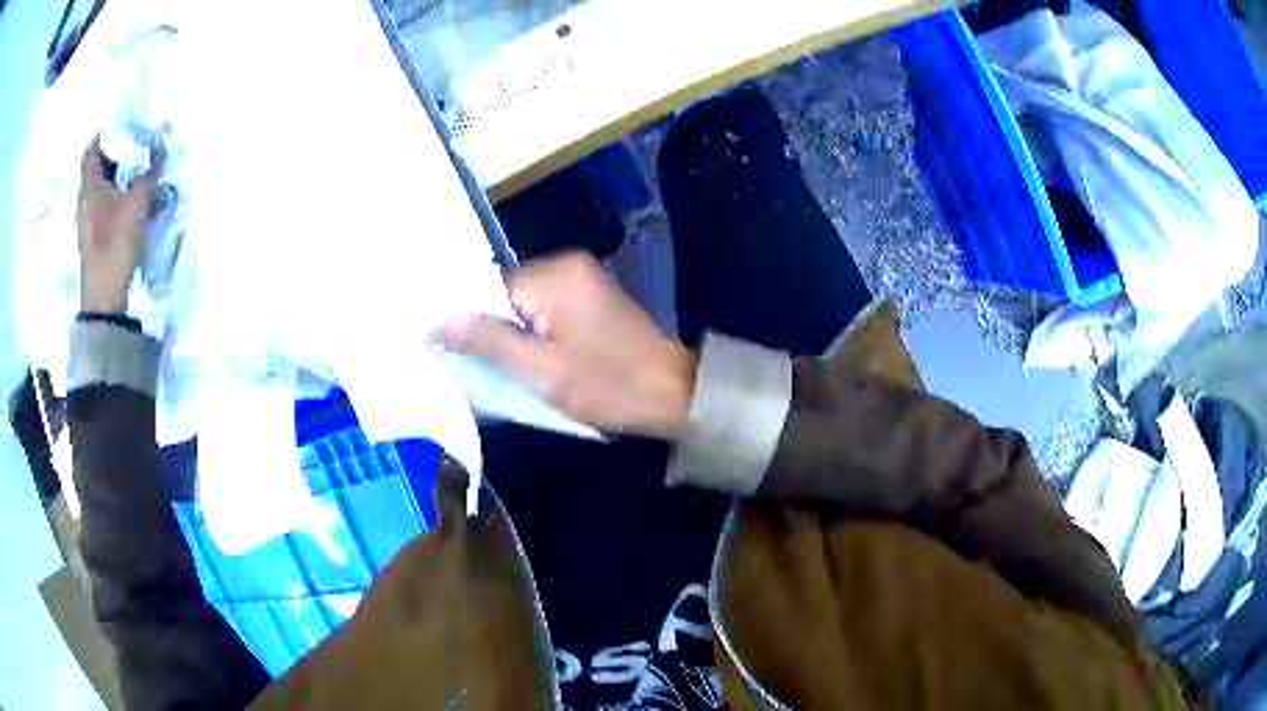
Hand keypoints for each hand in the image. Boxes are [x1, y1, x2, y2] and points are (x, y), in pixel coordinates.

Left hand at [76, 137, 162, 313]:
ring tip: (135, 166)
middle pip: (97, 165)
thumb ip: (149, 171)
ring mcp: (87, 219)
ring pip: (100, 185)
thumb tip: (161, 142)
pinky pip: (102, 202)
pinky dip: (114, 192)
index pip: (93, 148)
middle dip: (114, 150)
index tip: (123, 122)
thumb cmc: (116, 244)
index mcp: (90, 186)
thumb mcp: (138, 203)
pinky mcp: (92, 235)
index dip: (106, 132)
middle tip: (135, 141)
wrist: (104, 298)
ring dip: (115, 173)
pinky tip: (128, 194)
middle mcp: (85, 198)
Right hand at [433, 252, 697, 439]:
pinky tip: (525, 359)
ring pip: (522, 304)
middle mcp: (567, 266)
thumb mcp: (542, 371)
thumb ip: (487, 342)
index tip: (443, 350)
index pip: (487, 288)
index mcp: (555, 275)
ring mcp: (582, 280)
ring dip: (509, 334)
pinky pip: (544, 310)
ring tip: (494, 368)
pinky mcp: (590, 299)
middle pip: (504, 294)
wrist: (675, 394)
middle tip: (467, 366)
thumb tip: (435, 320)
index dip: (464, 320)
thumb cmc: (609, 387)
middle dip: (486, 329)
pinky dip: (531, 333)